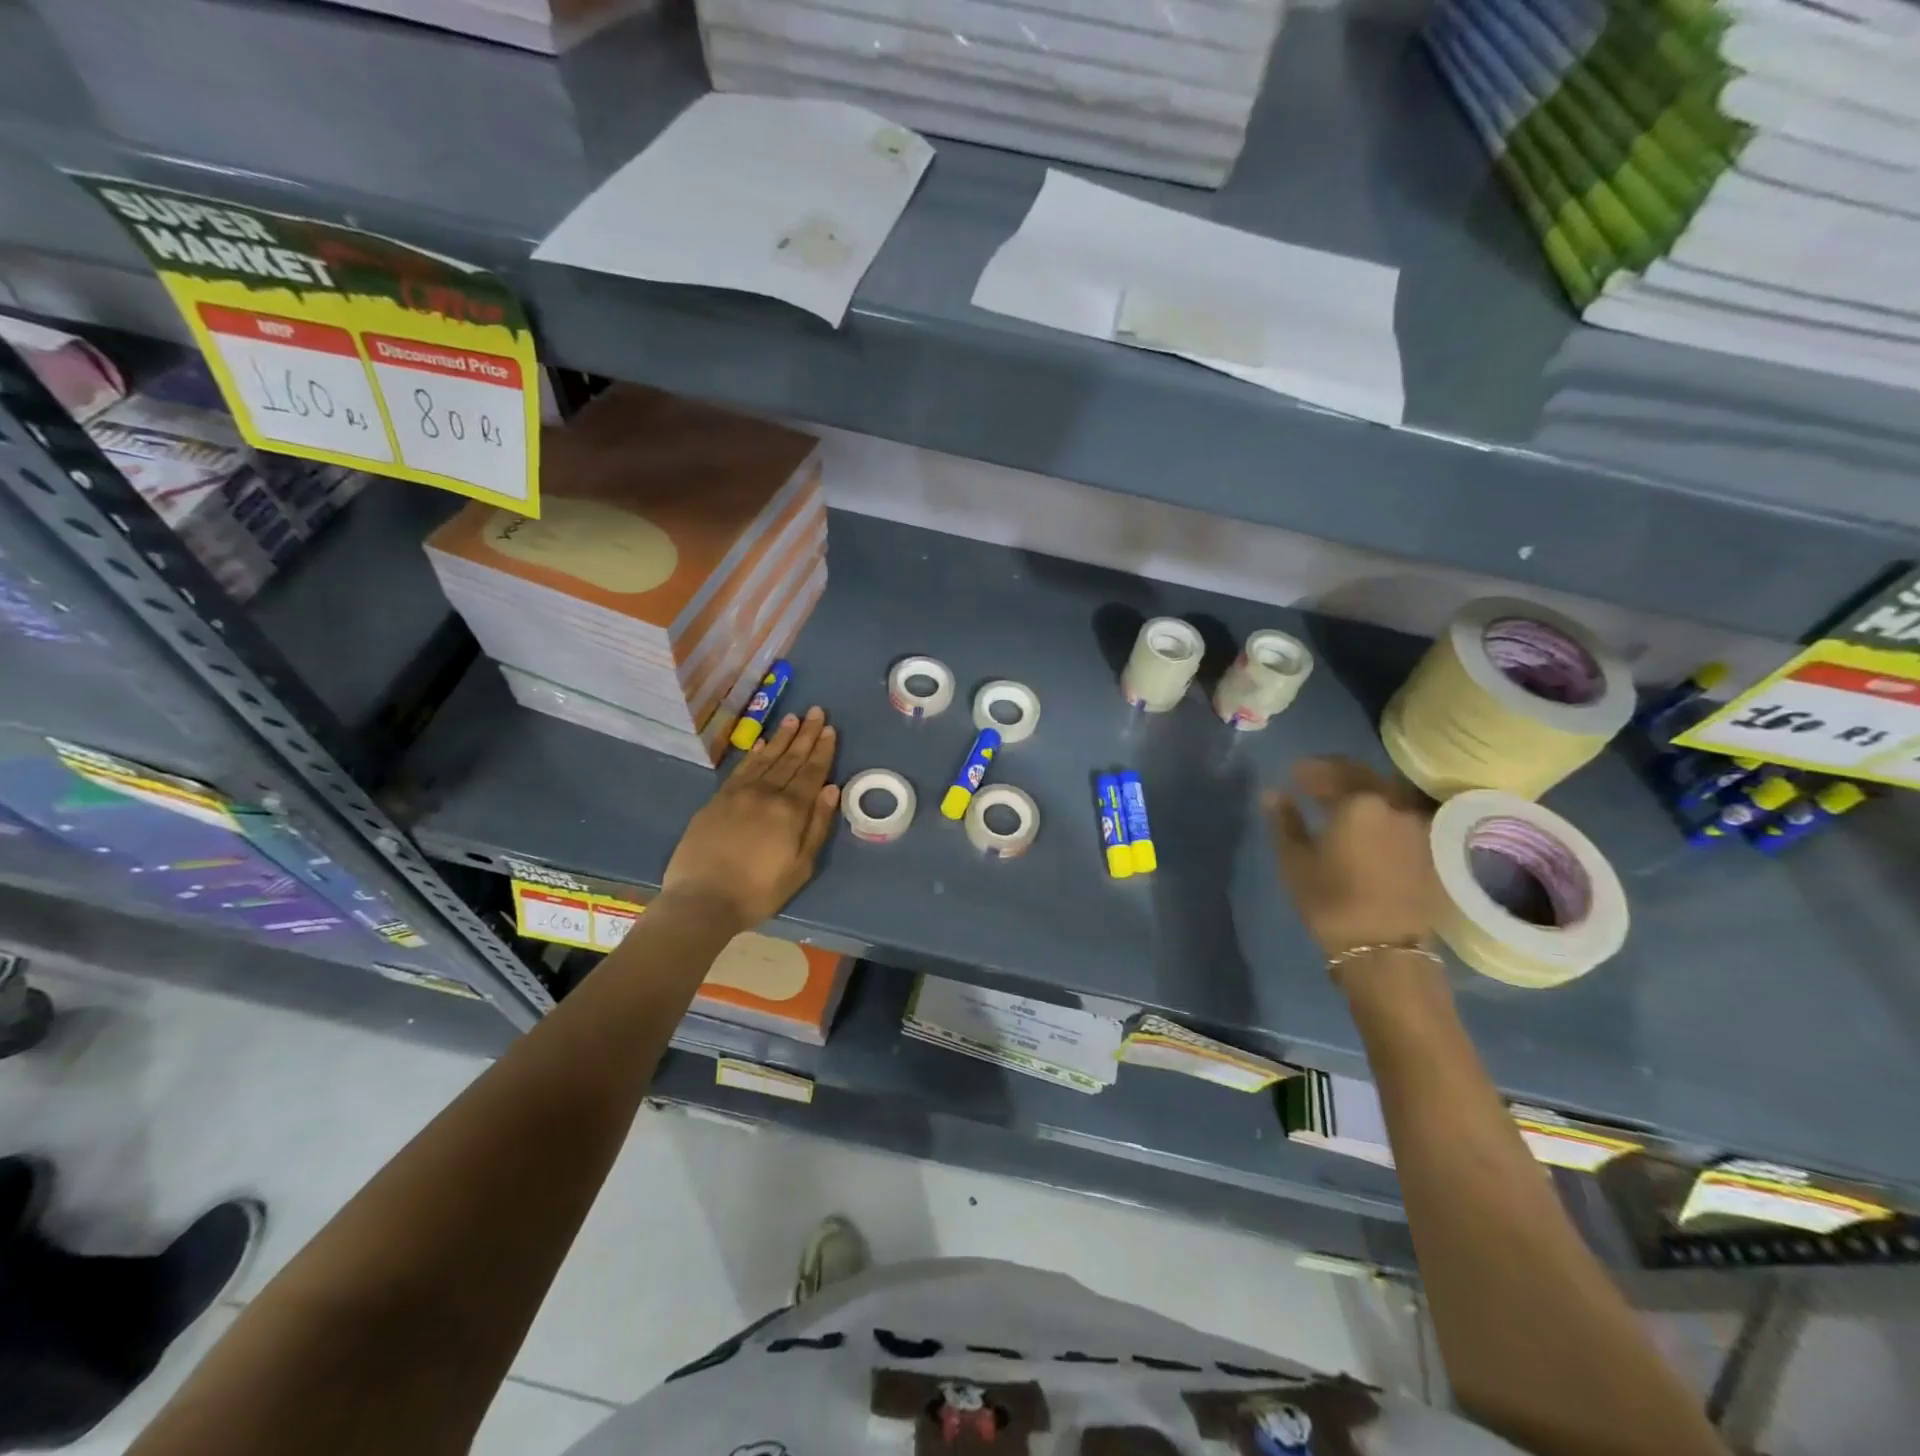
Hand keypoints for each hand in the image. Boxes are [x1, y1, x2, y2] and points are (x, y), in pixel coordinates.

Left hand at [661, 707, 839, 934]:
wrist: (702, 900)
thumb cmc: (759, 891)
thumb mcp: (801, 866)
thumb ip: (818, 825)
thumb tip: (831, 788)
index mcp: (791, 810)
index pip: (812, 772)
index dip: (822, 749)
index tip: (829, 728)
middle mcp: (766, 793)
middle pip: (790, 758)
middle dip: (805, 734)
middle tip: (815, 711)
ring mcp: (739, 794)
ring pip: (765, 758)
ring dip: (781, 737)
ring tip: (792, 718)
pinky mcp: (717, 800)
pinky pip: (741, 769)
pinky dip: (753, 753)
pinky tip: (761, 743)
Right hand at [1265, 757, 1439, 966]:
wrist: (1383, 949)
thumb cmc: (1330, 900)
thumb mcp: (1294, 860)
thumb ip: (1284, 820)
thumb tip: (1273, 793)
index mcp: (1360, 802)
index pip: (1333, 771)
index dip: (1310, 770)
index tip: (1292, 772)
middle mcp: (1395, 806)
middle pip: (1364, 778)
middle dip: (1337, 776)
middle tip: (1314, 782)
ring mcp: (1418, 828)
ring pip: (1386, 797)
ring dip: (1361, 793)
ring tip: (1339, 804)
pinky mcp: (1431, 851)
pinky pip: (1400, 818)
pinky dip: (1380, 814)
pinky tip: (1365, 827)